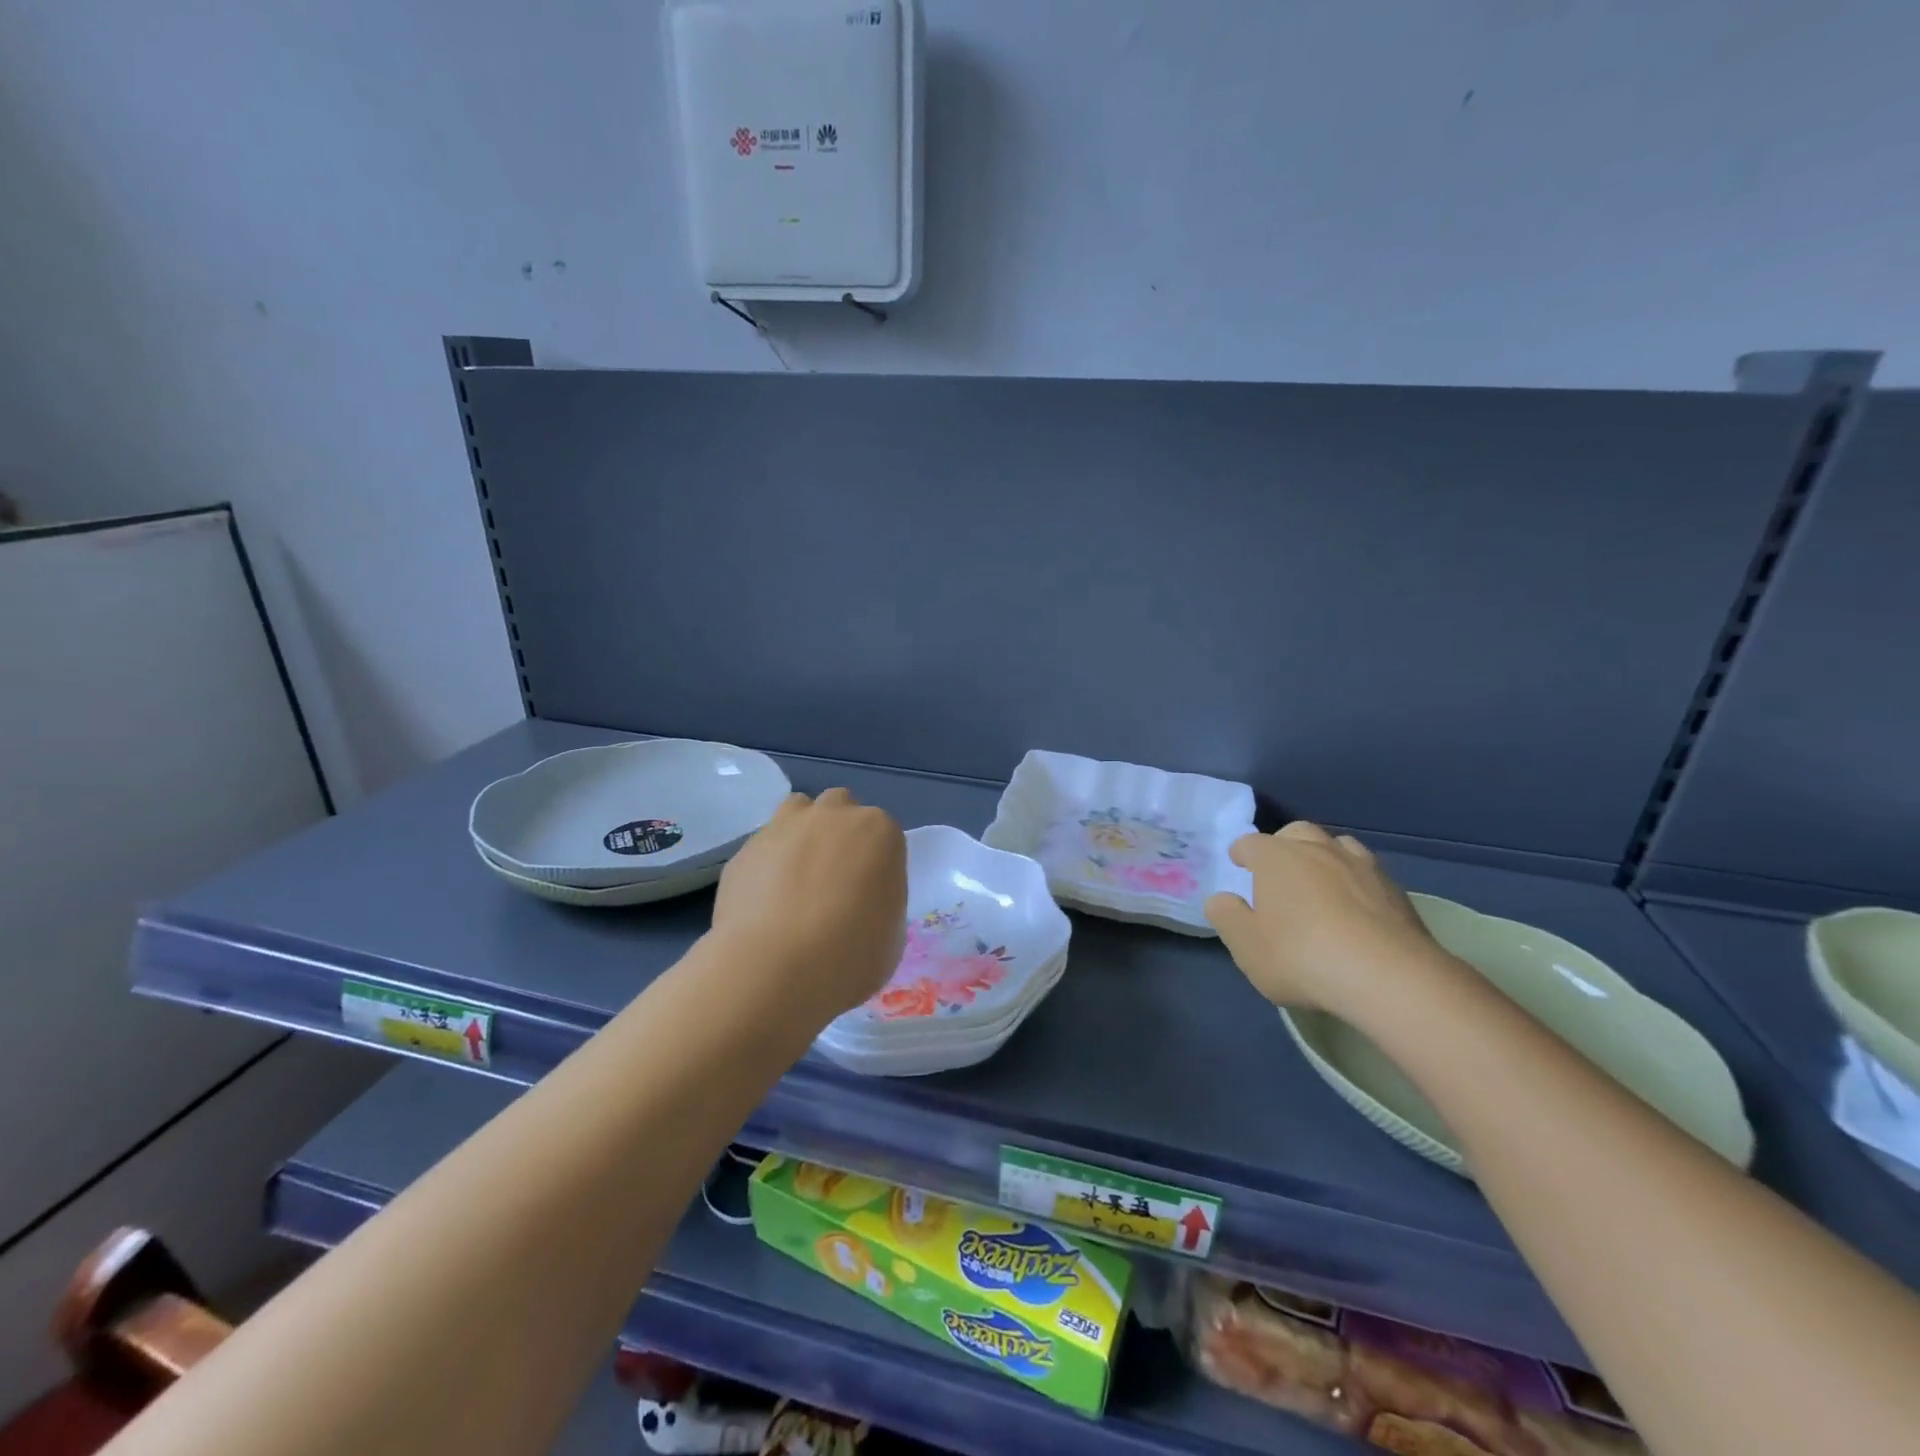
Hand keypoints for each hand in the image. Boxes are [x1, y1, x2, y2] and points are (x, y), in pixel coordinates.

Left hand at [710, 789, 907, 1020]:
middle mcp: (833, 815)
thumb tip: (860, 902)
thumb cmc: (852, 954)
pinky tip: (765, 903)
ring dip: (802, 833)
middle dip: (839, 834)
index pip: (884, 834)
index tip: (870, 894)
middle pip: (840, 808)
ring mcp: (785, 826)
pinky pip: (764, 847)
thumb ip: (880, 900)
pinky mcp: (746, 848)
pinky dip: (768, 865)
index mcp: (879, 831)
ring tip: (798, 879)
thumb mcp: (891, 932)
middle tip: (835, 880)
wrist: (776, 967)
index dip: (876, 863)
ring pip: (798, 810)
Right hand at [1205, 821, 1443, 1011]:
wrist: (1389, 977)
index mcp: (1276, 857)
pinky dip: (1356, 882)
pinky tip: (1356, 909)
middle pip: (1296, 833)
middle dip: (1284, 846)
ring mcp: (1362, 866)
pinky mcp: (1396, 890)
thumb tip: (1223, 899)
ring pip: (1337, 846)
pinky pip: (1368, 873)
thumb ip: (1227, 916)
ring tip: (1321, 884)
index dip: (1241, 854)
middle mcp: (1318, 849)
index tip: (1238, 865)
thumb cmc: (1301, 956)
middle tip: (1279, 872)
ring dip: (1324, 858)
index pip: (1250, 843)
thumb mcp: (1246, 945)